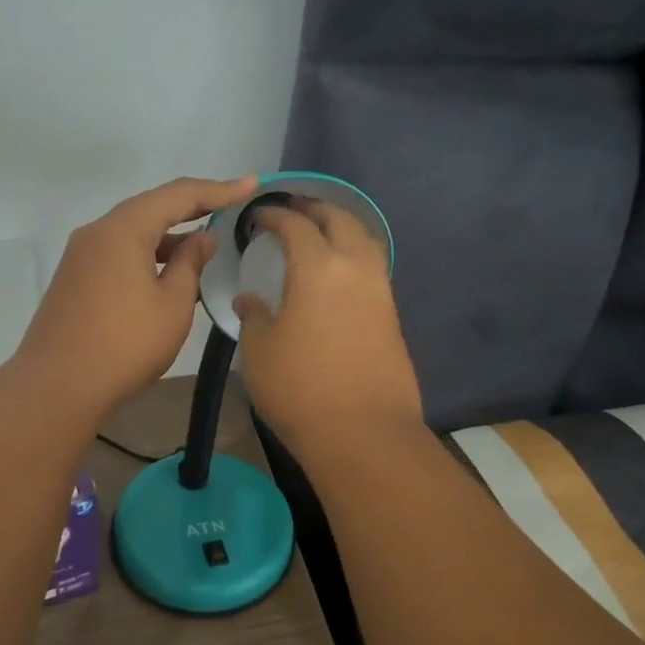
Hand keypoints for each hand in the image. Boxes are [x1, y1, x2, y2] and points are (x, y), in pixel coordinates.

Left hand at [13, 175, 257, 414]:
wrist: (56, 387)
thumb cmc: (124, 344)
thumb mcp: (172, 305)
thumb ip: (190, 264)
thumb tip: (199, 239)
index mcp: (123, 229)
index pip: (178, 195)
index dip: (218, 189)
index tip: (251, 184)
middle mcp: (97, 232)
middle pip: (151, 208)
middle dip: (193, 208)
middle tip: (231, 207)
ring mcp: (81, 256)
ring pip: (133, 232)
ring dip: (169, 236)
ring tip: (205, 246)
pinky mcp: (75, 278)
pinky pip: (119, 252)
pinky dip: (148, 255)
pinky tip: (169, 273)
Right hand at [234, 199, 422, 452]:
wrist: (363, 434)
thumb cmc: (300, 388)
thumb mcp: (259, 350)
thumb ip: (254, 316)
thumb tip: (252, 300)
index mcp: (318, 267)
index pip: (296, 225)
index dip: (275, 215)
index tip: (258, 216)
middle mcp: (355, 269)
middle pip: (341, 221)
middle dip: (315, 209)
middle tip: (293, 211)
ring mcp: (380, 292)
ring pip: (365, 241)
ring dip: (341, 229)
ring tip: (319, 235)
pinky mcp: (392, 317)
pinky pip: (373, 269)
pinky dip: (354, 256)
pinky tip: (337, 274)